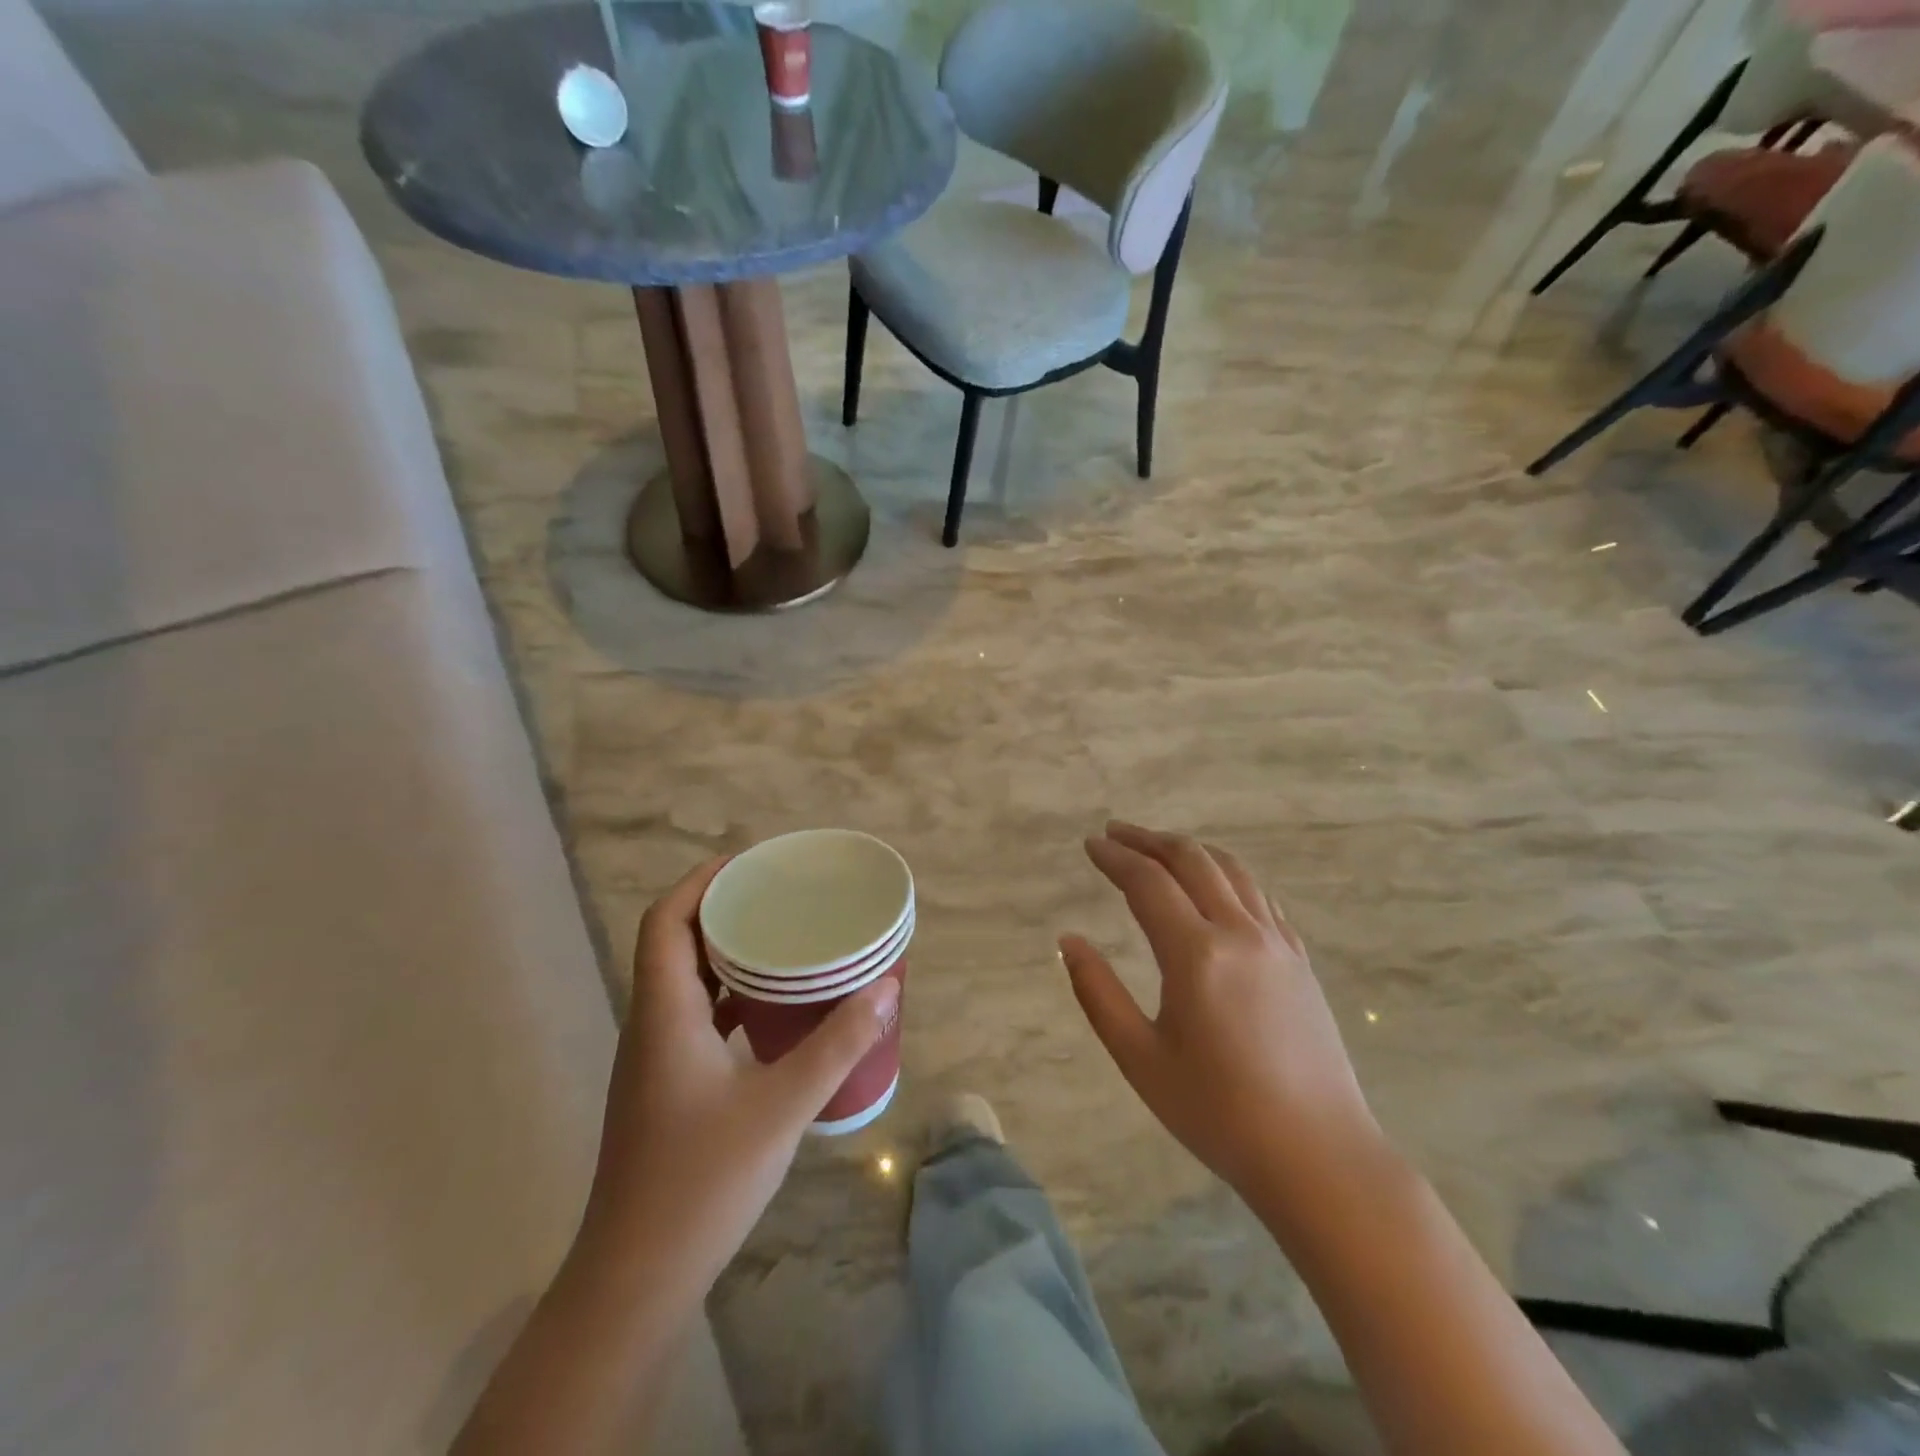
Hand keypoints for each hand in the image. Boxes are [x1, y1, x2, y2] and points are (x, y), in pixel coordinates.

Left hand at [579, 858, 899, 1301]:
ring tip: (784, 939)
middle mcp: (653, 1024)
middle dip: (723, 908)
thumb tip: (885, 987)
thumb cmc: (701, 1182)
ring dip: (728, 952)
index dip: (701, 881)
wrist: (637, 1279)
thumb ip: (837, 1044)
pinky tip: (775, 1009)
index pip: (665, 921)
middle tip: (781, 895)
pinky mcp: (668, 1086)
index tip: (751, 862)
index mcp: (664, 1013)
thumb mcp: (782, 1106)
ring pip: (686, 980)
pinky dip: (732, 995)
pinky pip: (698, 1016)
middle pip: (675, 942)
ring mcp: (656, 1058)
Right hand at [1059, 822, 1380, 1199]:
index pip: (1148, 883)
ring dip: (1189, 850)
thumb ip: (1098, 993)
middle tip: (1116, 833)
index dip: (1115, 858)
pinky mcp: (1299, 959)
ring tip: (1158, 846)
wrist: (1318, 1155)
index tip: (1090, 844)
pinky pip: (1260, 895)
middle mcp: (1239, 932)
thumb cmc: (1217, 1112)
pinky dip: (1227, 874)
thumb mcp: (1140, 1058)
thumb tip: (1069, 941)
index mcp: (1196, 954)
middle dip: (1149, 840)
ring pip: (1231, 870)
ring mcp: (1277, 942)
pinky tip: (1215, 883)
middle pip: (1191, 860)